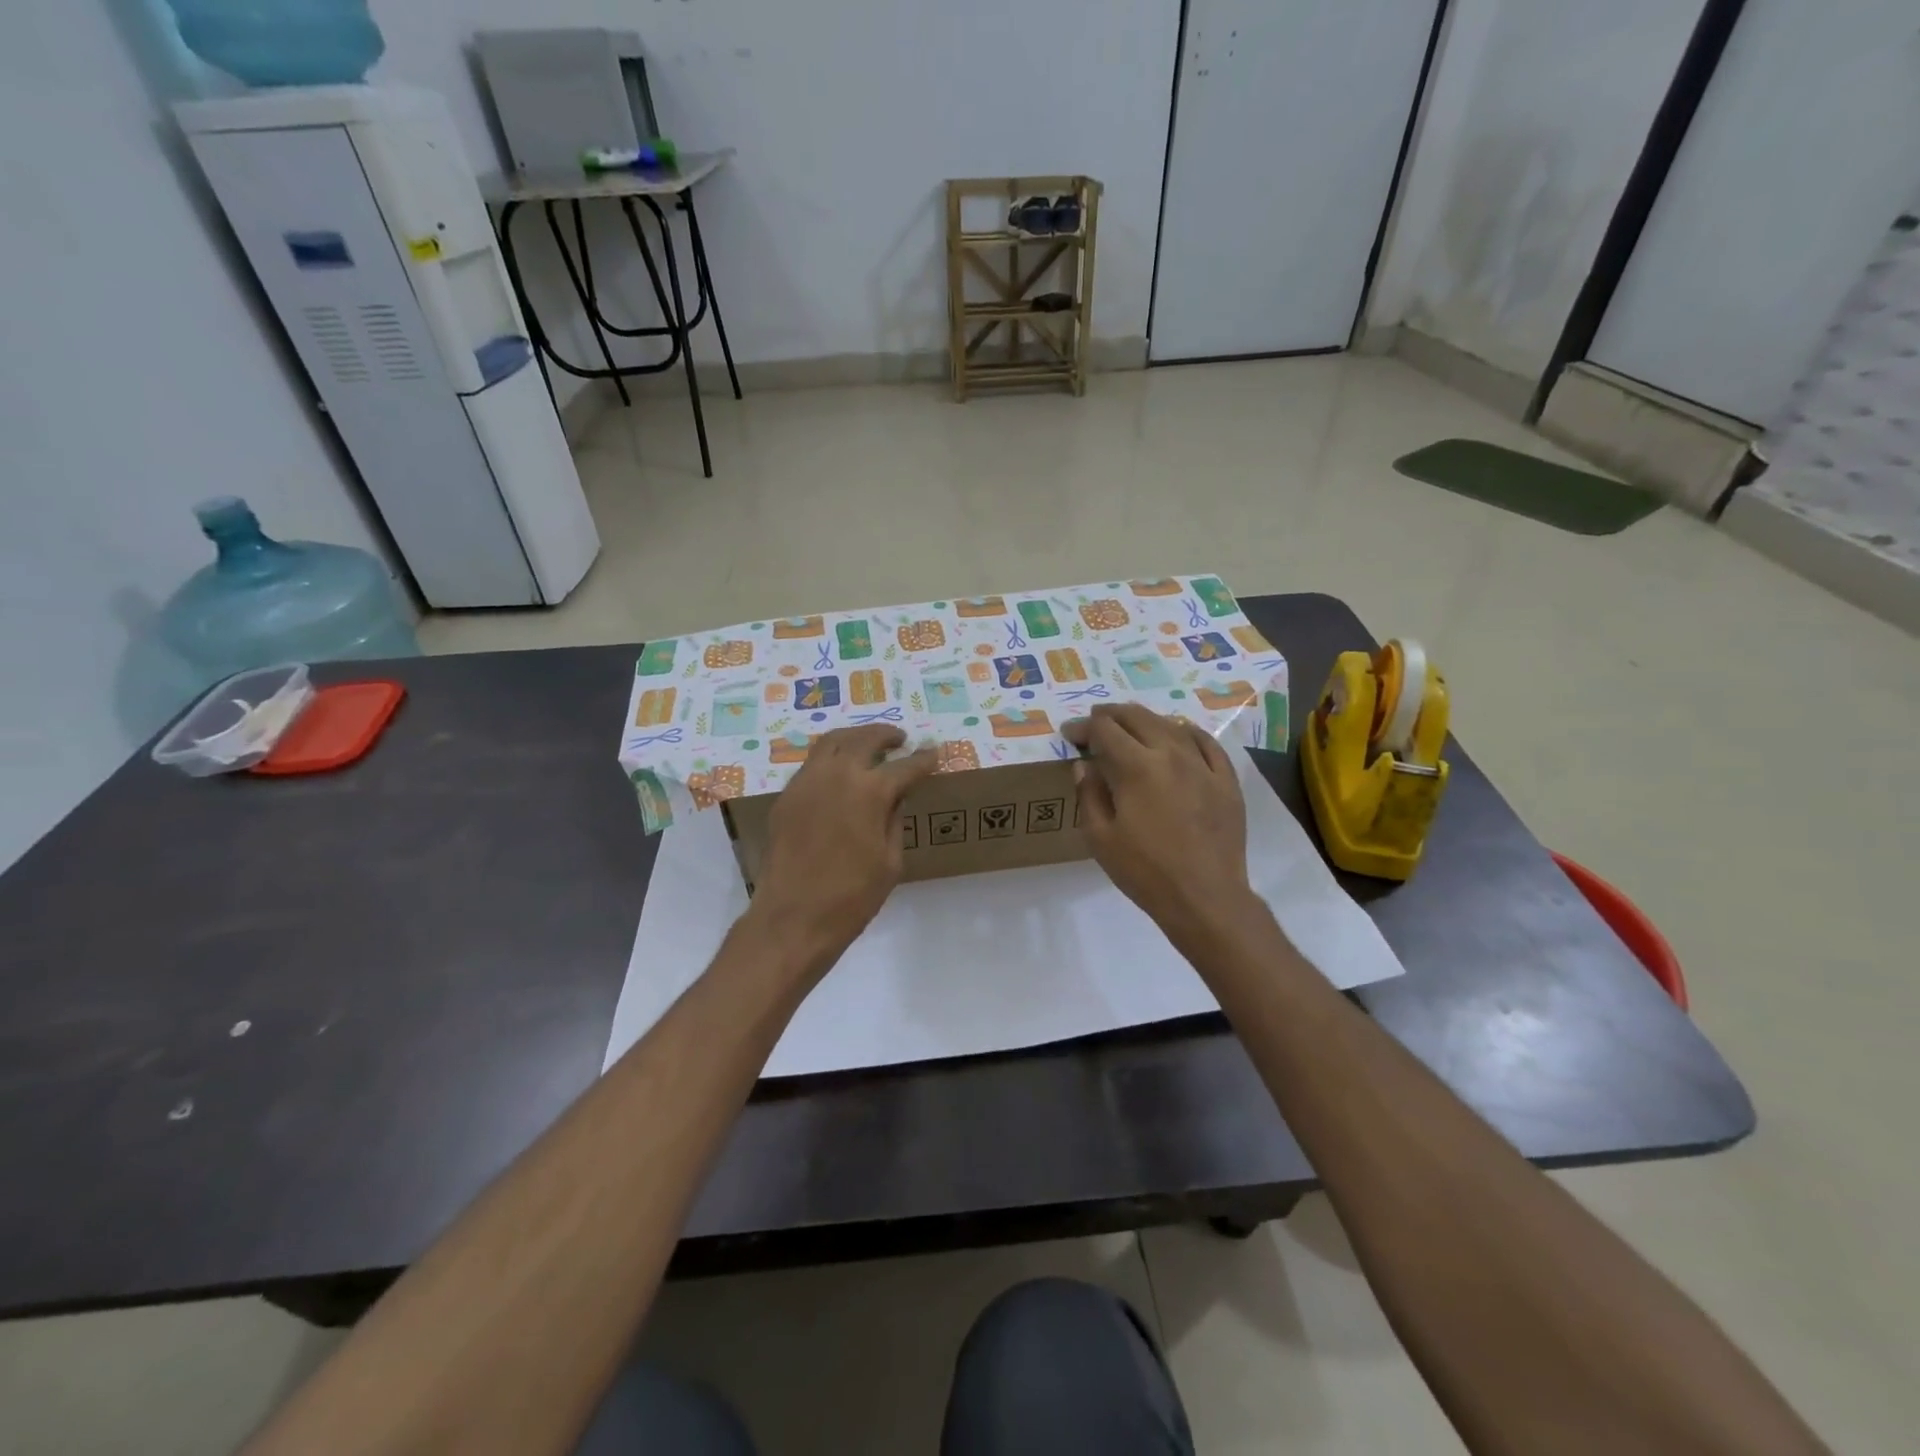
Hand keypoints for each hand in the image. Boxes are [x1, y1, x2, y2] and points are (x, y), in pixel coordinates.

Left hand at [748, 725, 937, 970]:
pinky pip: (812, 764)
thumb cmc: (851, 898)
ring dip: (855, 738)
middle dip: (886, 735)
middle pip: (864, 739)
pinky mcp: (786, 797)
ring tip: (869, 745)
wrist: (792, 919)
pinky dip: (831, 758)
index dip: (923, 759)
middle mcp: (836, 775)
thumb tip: (897, 796)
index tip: (934, 753)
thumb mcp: (890, 862)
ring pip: (832, 742)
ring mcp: (806, 782)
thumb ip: (895, 820)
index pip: (905, 766)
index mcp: (870, 791)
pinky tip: (840, 772)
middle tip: (900, 739)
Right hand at [1064, 704, 1259, 949]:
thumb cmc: (1145, 871)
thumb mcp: (1100, 838)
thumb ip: (1089, 795)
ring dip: (1146, 720)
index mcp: (1136, 767)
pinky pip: (1208, 743)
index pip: (1104, 730)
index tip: (1070, 735)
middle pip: (1137, 717)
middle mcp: (1170, 754)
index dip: (1083, 728)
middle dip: (1111, 715)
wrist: (1205, 898)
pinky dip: (1188, 732)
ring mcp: (1203, 765)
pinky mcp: (1226, 780)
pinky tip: (1180, 734)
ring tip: (1131, 726)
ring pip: (1172, 724)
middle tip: (1096, 722)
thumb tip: (1085, 765)